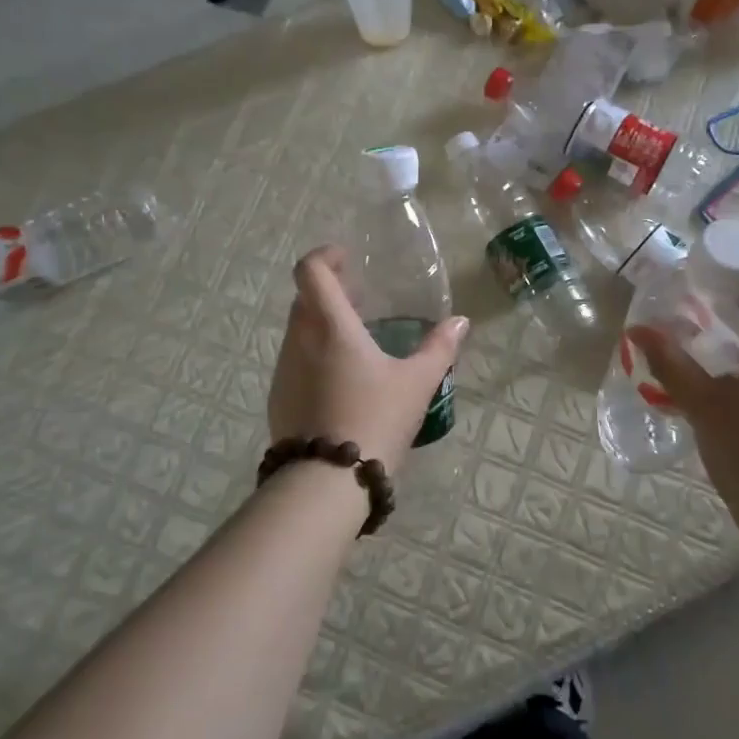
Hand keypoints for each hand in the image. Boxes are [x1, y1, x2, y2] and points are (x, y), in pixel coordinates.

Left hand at [268, 246, 468, 473]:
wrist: (327, 482)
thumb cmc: (376, 420)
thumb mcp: (417, 384)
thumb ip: (440, 348)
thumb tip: (460, 322)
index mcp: (330, 326)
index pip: (311, 271)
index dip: (325, 256)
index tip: (347, 259)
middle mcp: (299, 340)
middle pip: (304, 299)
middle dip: (329, 291)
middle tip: (360, 301)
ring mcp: (284, 370)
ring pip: (297, 331)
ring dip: (320, 325)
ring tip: (354, 343)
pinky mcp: (278, 399)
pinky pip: (293, 361)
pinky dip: (313, 355)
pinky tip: (340, 381)